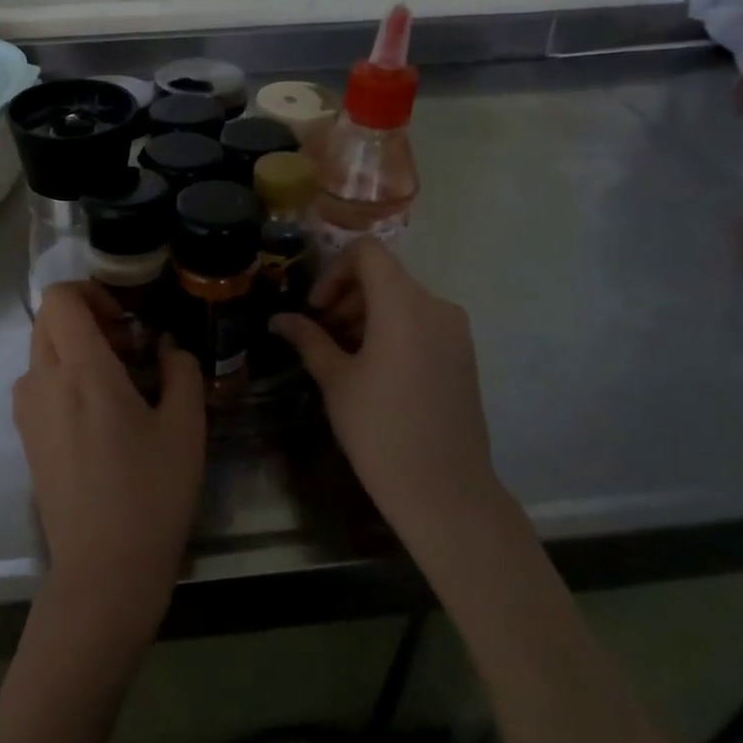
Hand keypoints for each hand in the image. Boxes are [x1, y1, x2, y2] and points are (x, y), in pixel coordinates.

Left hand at [13, 282, 206, 639]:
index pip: (60, 298)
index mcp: (81, 370)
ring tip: (120, 383)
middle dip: (87, 318)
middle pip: (48, 319)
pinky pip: (40, 383)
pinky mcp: (26, 437)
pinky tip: (102, 415)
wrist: (104, 568)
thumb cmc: (151, 493)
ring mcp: (28, 411)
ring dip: (76, 349)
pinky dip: (66, 377)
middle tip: (130, 347)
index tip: (126, 321)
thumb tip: (167, 346)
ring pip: (42, 351)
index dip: (91, 292)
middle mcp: (42, 381)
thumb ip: (180, 370)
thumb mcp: (185, 427)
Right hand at [271, 242, 502, 556]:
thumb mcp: (336, 380)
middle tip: (321, 334)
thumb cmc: (380, 431)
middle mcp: (436, 306)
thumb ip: (308, 339)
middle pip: (385, 276)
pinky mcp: (463, 354)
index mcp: (403, 306)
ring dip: (367, 314)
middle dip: (346, 296)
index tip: (317, 309)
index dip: (334, 270)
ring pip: (403, 300)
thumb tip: (279, 319)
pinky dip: (392, 330)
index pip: (368, 253)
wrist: (444, 490)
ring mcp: (455, 330)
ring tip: (343, 356)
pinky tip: (373, 370)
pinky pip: (422, 322)